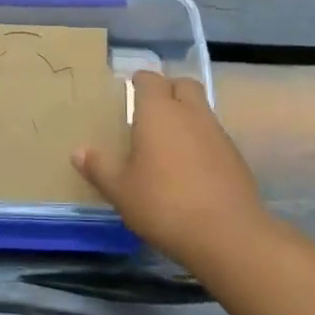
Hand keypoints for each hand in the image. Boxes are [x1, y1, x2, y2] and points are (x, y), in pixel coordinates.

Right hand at [72, 71, 264, 259]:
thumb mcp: (121, 190)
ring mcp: (217, 133)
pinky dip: (202, 141)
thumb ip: (100, 167)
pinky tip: (191, 168)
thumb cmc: (164, 204)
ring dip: (186, 116)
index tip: (129, 93)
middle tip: (151, 112)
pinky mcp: (236, 156)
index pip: (149, 79)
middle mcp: (190, 112)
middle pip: (182, 84)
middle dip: (168, 90)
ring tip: (168, 143)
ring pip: (201, 109)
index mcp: (158, 112)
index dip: (139, 82)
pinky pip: (214, 135)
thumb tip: (78, 151)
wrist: (227, 234)